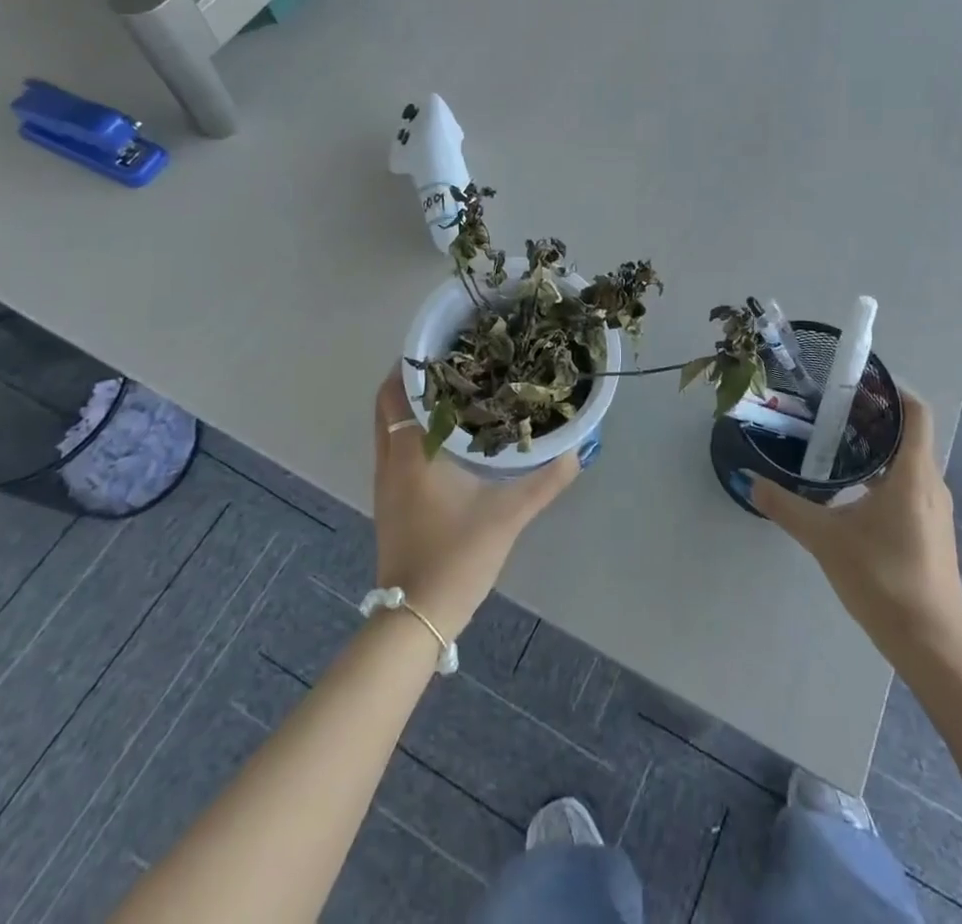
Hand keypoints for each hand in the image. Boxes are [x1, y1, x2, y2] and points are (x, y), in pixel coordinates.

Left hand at [371, 369, 579, 640]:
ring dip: (412, 407)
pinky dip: (412, 431)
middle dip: (413, 381)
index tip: (440, 344)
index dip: (411, 365)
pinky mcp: (391, 502)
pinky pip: (394, 449)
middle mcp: (390, 462)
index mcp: (411, 455)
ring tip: (454, 390)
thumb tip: (576, 451)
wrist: (416, 617)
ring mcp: (386, 484)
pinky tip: (447, 437)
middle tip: (452, 362)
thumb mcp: (507, 516)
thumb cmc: (455, 557)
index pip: (396, 394)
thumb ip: (544, 482)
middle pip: (387, 407)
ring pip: (389, 429)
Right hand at [748, 388, 961, 655]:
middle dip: (874, 418)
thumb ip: (785, 506)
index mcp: (912, 474)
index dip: (892, 391)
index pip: (915, 413)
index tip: (857, 382)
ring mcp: (936, 512)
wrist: (931, 645)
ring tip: (836, 445)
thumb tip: (748, 480)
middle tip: (832, 410)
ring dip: (878, 449)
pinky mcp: (932, 533)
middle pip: (909, 435)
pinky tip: (852, 492)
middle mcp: (931, 485)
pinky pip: (910, 487)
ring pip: (909, 463)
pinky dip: (884, 476)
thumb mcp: (824, 538)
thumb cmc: (882, 579)